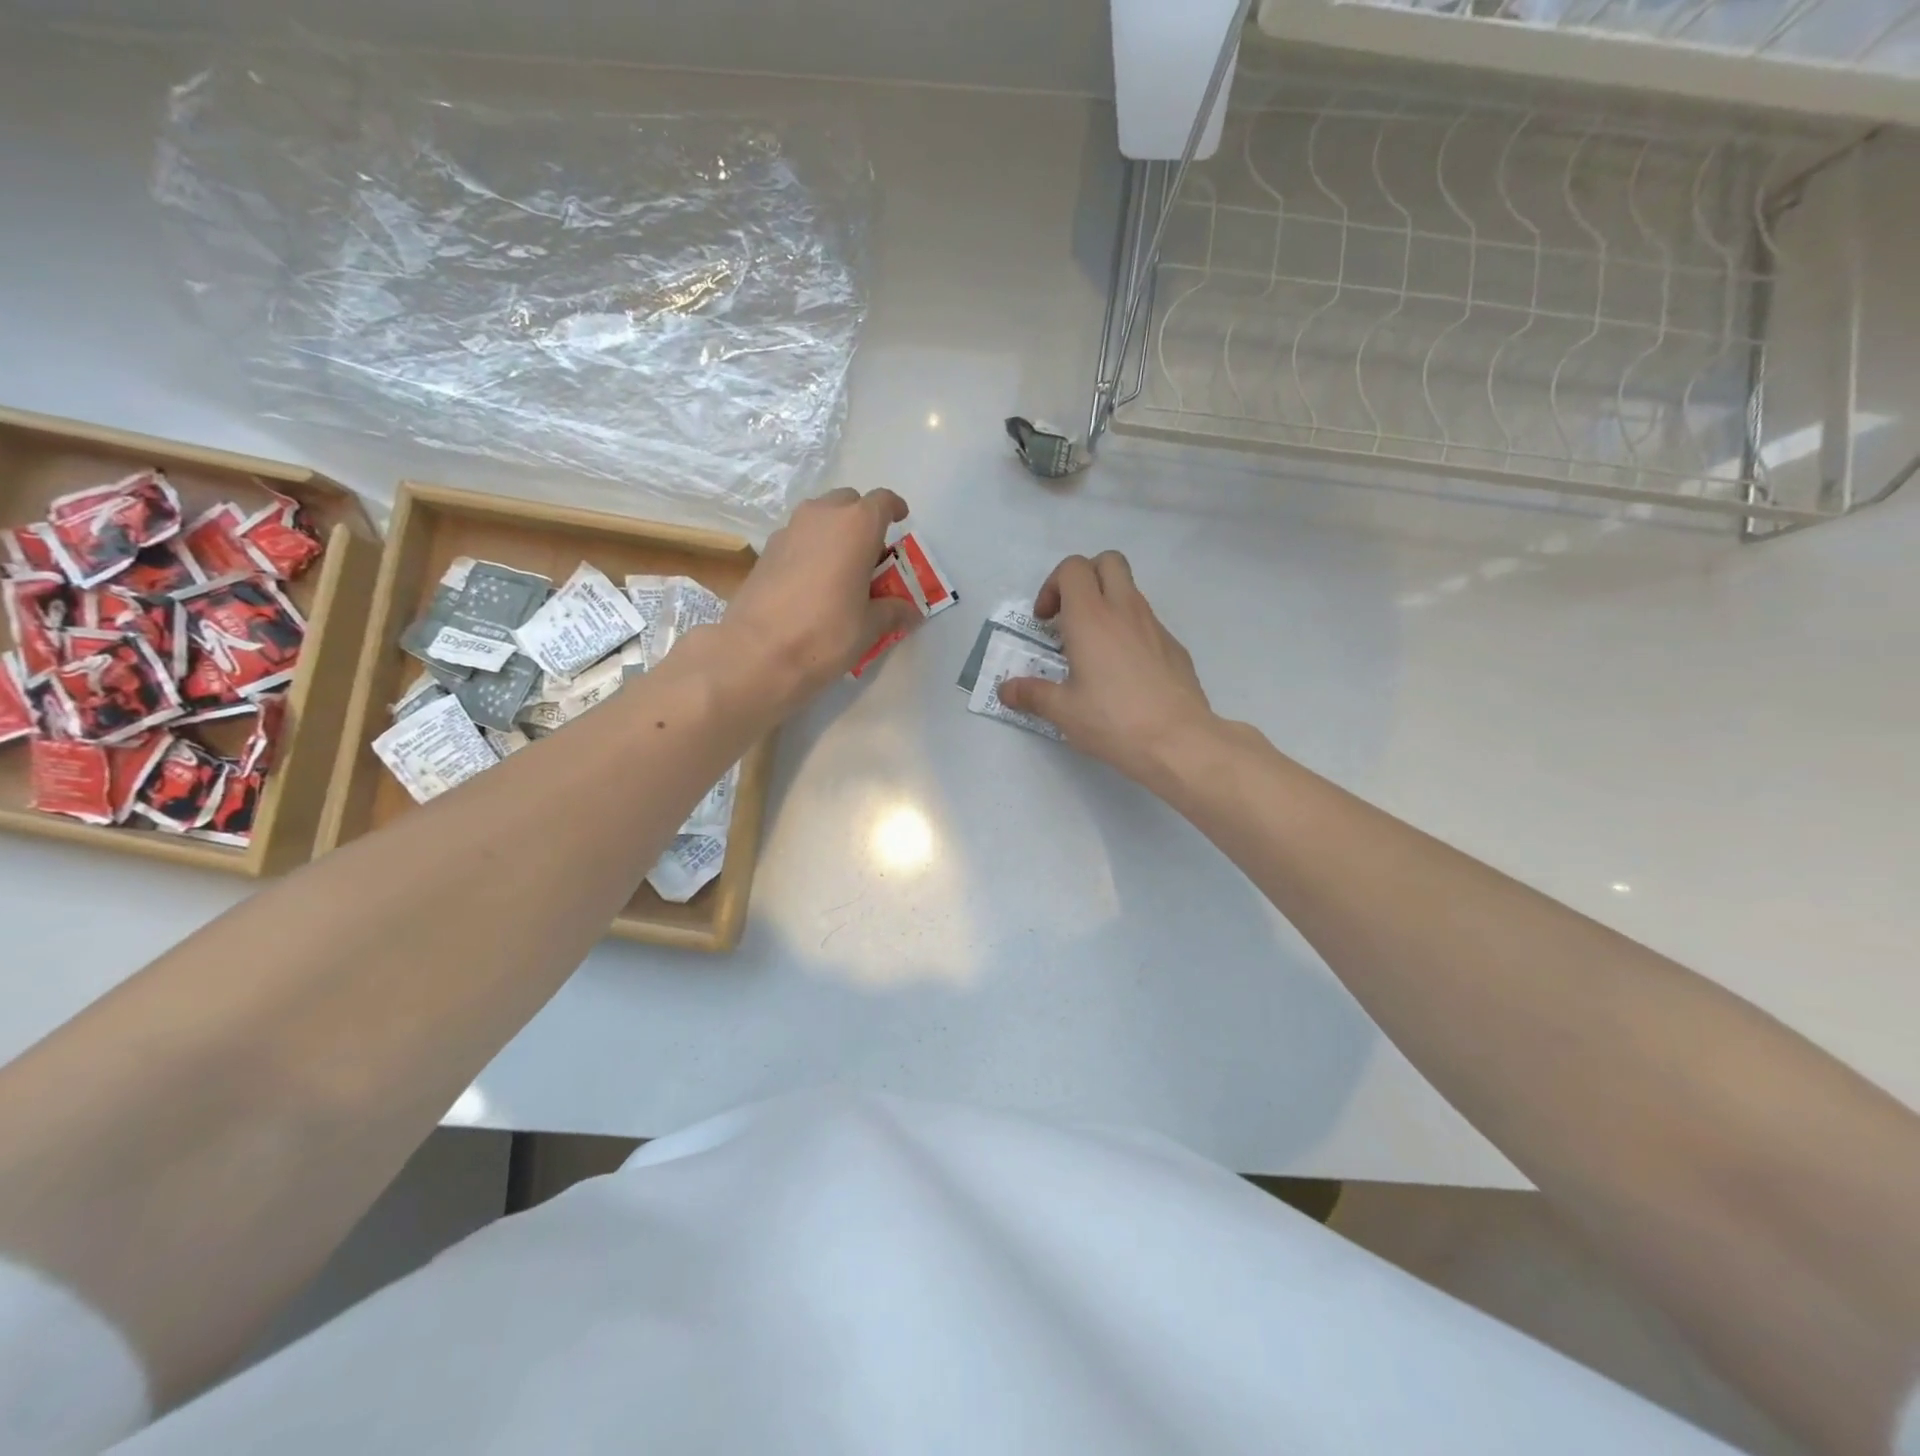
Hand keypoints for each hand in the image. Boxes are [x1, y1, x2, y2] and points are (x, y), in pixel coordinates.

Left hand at [719, 488, 922, 710]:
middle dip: (863, 521)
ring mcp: (788, 530)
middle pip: (848, 503)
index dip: (894, 509)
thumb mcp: (869, 627)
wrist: (757, 652)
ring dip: (835, 534)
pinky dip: (811, 549)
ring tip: (843, 570)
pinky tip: (813, 583)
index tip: (901, 521)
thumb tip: (910, 611)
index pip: (882, 501)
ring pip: (820, 518)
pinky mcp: (766, 551)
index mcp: (856, 526)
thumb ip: (893, 611)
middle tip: (872, 556)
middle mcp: (821, 516)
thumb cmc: (826, 633)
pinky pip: (798, 538)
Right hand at [997, 552, 1214, 785]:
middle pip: (1107, 561)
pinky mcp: (1174, 645)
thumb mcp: (1063, 711)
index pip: (1072, 568)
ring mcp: (1154, 625)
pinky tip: (1123, 673)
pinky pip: (1147, 622)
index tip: (1046, 622)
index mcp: (1090, 617)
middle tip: (1070, 616)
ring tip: (1093, 649)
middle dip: (1085, 578)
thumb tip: (1005, 691)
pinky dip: (1129, 631)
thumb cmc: (1113, 720)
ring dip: (1107, 604)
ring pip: (1130, 590)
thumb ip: (1031, 694)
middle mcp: (1124, 610)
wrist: (1178, 740)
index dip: (1053, 586)